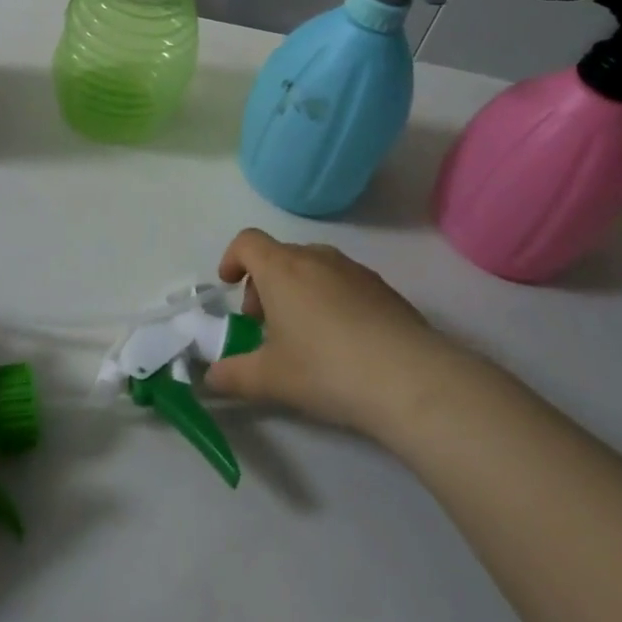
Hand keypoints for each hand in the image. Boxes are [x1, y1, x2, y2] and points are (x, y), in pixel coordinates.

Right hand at [205, 229, 463, 439]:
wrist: (409, 377)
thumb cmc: (325, 368)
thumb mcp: (270, 379)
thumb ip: (234, 375)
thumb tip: (212, 378)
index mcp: (282, 268)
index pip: (247, 241)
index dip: (232, 258)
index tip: (229, 285)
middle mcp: (317, 258)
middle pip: (280, 255)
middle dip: (264, 283)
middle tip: (265, 325)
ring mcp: (354, 270)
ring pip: (314, 267)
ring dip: (298, 290)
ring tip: (304, 335)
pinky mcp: (384, 289)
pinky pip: (344, 283)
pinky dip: (331, 299)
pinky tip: (342, 341)